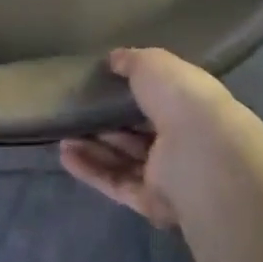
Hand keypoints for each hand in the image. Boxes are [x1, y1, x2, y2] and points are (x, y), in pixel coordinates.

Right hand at [60, 48, 244, 228]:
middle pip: (139, 135)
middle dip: (108, 125)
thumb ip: (132, 61)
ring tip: (63, 135)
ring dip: (94, 148)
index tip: (102, 85)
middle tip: (76, 113)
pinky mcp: (151, 203)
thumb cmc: (182, 100)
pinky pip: (116, 183)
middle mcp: (183, 142)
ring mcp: (168, 176)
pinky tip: (65, 154)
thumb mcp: (153, 64)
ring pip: (125, 161)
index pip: (160, 101)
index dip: (132, 94)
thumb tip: (114, 59)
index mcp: (190, 107)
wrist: (199, 154)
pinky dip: (91, 170)